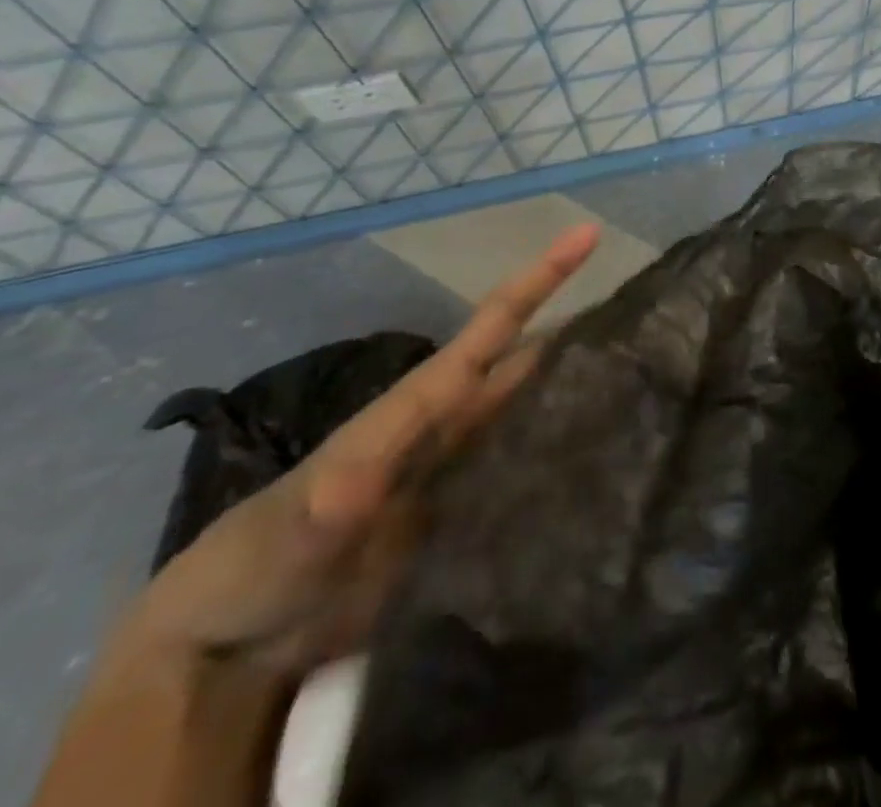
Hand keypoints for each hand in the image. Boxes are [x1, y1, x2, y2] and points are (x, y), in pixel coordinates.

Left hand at [119, 224, 600, 683]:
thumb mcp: (289, 530)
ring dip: (579, 381)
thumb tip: (356, 481)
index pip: (492, 328)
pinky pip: (528, 464)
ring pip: (533, 406)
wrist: (238, 643)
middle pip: (525, 359)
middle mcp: (451, 422)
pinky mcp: (469, 511)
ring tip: (640, 368)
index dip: (540, 279)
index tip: (586, 236)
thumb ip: (325, 505)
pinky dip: (566, 446)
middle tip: (642, 309)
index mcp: (420, 404)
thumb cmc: (257, 562)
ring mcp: (463, 467)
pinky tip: (605, 449)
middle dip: (577, 323)